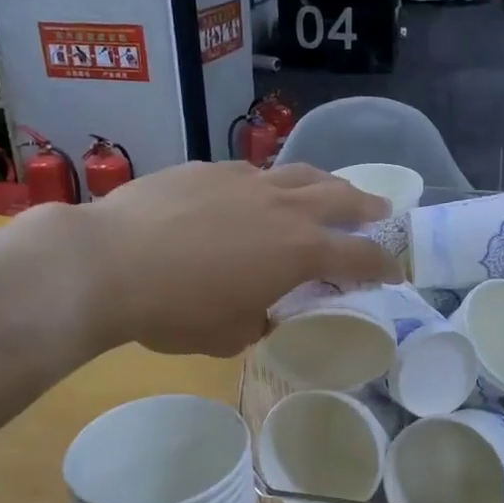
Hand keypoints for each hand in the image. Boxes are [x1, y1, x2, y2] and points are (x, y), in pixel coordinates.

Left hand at [63, 161, 395, 356]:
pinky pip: (255, 173)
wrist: (110, 261)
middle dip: (367, 207)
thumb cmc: (175, 310)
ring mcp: (247, 181)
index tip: (393, 272)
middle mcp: (284, 208)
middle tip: (380, 211)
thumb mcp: (228, 334)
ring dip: (326, 183)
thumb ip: (257, 319)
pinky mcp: (211, 168)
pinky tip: (257, 193)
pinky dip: (270, 183)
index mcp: (300, 252)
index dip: (383, 266)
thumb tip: (257, 309)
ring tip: (331, 189)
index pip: (359, 257)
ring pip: (301, 173)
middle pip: (342, 198)